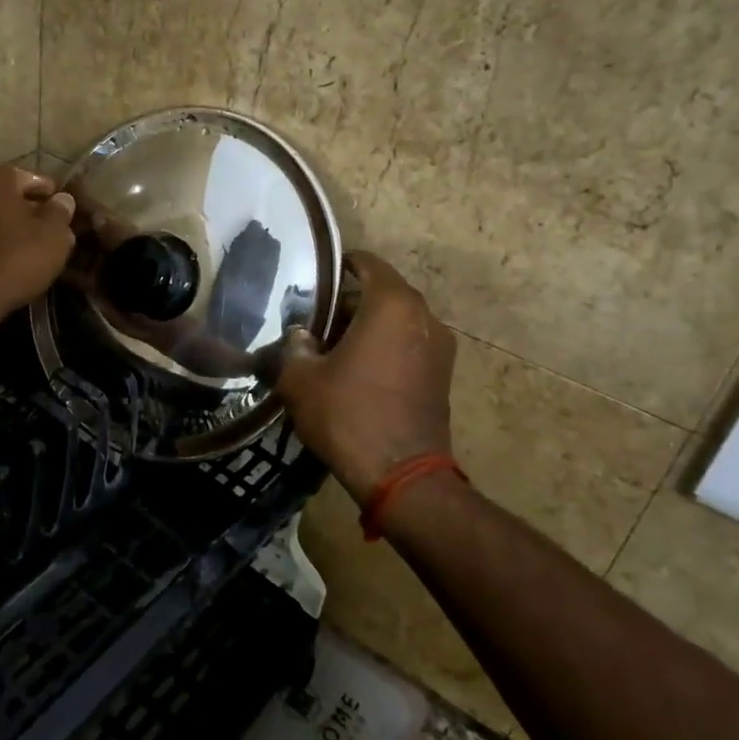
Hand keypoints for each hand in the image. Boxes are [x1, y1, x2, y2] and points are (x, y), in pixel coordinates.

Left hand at [0, 165, 77, 325]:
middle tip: (52, 230)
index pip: (33, 178)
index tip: (66, 212)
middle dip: (31, 210)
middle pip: (10, 195)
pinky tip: (10, 258)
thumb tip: (63, 200)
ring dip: (12, 226)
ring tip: (33, 246)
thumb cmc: (17, 258)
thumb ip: (61, 211)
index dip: (53, 195)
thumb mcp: (54, 235)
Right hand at [273, 251, 456, 503]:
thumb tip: (301, 336)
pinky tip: (357, 373)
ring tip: (333, 350)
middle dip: (348, 304)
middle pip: (381, 294)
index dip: (340, 265)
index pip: (366, 264)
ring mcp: (440, 347)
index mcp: (391, 304)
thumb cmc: (348, 415)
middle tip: (315, 323)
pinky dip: (385, 348)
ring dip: (368, 328)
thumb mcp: (301, 379)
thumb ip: (295, 346)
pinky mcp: (443, 375)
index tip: (317, 277)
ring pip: (396, 321)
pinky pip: (409, 345)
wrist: (402, 476)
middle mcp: (423, 316)